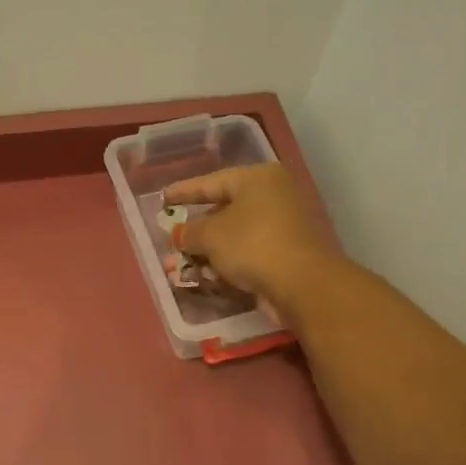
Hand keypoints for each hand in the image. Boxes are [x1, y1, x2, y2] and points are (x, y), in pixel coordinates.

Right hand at [163, 164, 341, 318]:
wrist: (303, 285)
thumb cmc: (252, 245)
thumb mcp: (210, 235)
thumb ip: (189, 232)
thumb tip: (178, 233)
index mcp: (258, 179)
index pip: (212, 182)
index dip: (184, 192)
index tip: (163, 199)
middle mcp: (274, 197)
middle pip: (225, 211)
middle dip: (195, 231)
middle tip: (172, 240)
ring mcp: (283, 227)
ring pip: (235, 237)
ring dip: (207, 253)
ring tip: (181, 267)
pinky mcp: (286, 256)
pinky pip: (248, 255)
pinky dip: (227, 265)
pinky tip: (206, 278)